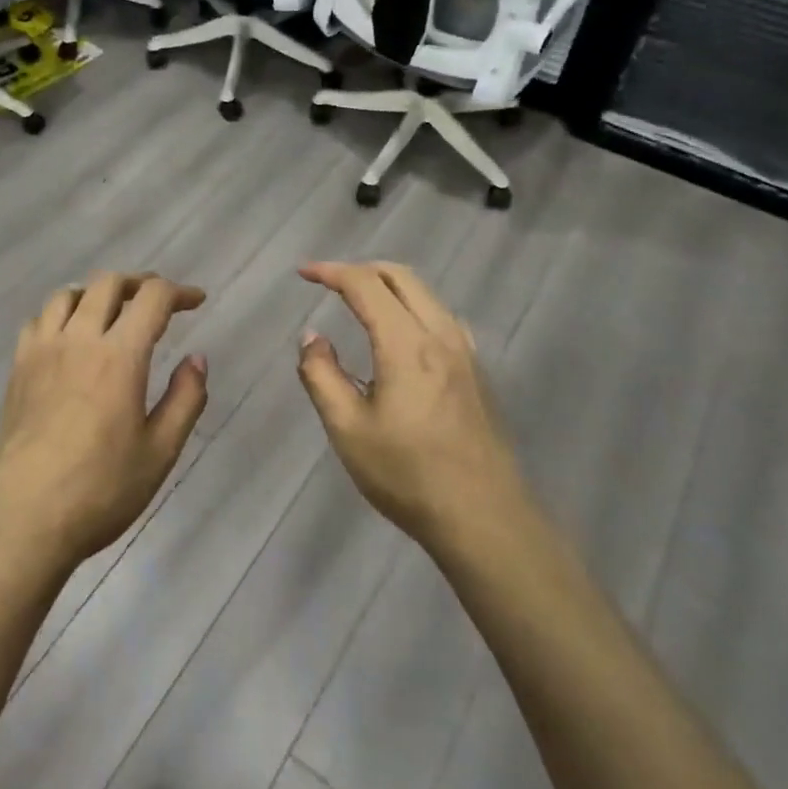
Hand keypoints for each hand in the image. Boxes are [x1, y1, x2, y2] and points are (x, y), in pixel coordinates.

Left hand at [0, 272, 208, 576]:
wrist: (23, 521)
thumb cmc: (100, 491)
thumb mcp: (160, 452)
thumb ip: (185, 399)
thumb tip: (197, 359)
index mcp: (119, 356)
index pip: (152, 298)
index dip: (179, 292)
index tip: (196, 301)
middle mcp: (78, 340)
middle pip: (108, 283)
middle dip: (140, 283)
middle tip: (158, 303)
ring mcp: (42, 351)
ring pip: (69, 294)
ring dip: (98, 293)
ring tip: (113, 313)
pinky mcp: (17, 369)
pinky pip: (39, 320)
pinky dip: (61, 313)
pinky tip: (69, 337)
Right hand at [295, 261, 521, 555]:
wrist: (484, 519)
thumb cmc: (408, 475)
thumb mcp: (348, 429)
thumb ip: (321, 375)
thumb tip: (312, 337)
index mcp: (407, 344)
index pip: (365, 285)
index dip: (331, 272)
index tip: (303, 273)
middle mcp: (440, 335)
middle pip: (401, 277)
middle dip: (361, 269)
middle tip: (329, 281)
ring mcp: (465, 352)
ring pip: (425, 294)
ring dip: (389, 285)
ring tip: (360, 301)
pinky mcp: (476, 372)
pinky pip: (441, 316)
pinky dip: (412, 305)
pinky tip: (402, 334)